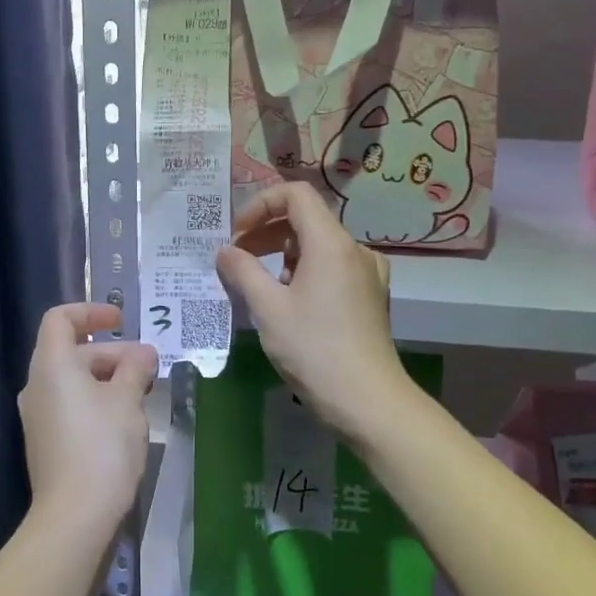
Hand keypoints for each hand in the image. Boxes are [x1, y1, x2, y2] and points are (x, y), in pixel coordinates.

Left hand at [17, 303, 156, 534]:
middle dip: (112, 352)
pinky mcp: (47, 443)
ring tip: (142, 394)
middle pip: (72, 351)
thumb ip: (134, 369)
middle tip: (147, 367)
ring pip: (74, 381)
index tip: (121, 320)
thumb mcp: (127, 400)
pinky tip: (125, 421)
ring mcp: (39, 417)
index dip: (90, 311)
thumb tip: (143, 353)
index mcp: (51, 366)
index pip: (60, 319)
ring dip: (108, 379)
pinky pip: (72, 406)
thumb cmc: (101, 446)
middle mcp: (38, 386)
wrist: (74, 517)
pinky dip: (97, 401)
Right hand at [214, 183, 412, 435]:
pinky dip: (306, 271)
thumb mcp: (268, 308)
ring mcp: (367, 273)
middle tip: (237, 259)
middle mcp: (354, 249)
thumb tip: (225, 251)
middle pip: (307, 218)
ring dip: (284, 253)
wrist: (368, 400)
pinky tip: (290, 302)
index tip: (237, 235)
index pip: (295, 195)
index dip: (260, 205)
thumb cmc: (314, 350)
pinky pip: (333, 267)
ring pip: (319, 245)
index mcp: (331, 243)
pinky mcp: (370, 296)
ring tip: (260, 284)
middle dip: (267, 232)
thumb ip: (242, 271)